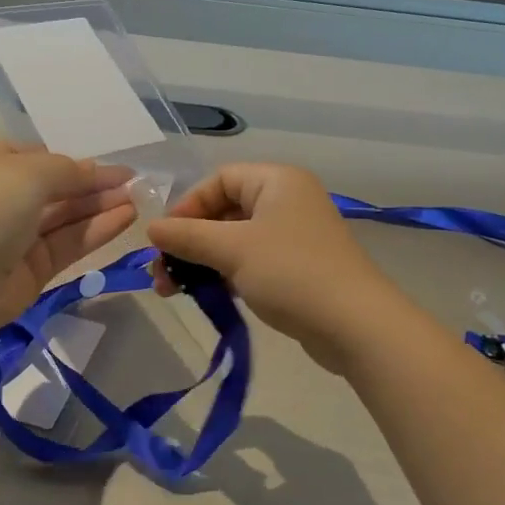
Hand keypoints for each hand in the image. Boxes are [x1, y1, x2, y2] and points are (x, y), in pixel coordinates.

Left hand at [0, 140, 136, 337]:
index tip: (113, 167)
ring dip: (101, 206)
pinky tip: (127, 217)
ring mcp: (15, 236)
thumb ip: (69, 170)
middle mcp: (0, 196)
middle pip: (56, 187)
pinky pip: (68, 243)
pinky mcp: (30, 270)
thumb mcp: (29, 172)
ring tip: (140, 199)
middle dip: (94, 184)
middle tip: (137, 183)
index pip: (38, 156)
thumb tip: (95, 171)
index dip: (75, 162)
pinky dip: (96, 230)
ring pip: (65, 217)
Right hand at [145, 164, 402, 371]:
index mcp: (277, 181)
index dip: (187, 205)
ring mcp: (293, 236)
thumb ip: (187, 236)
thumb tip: (150, 228)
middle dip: (189, 241)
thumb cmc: (290, 272)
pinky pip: (250, 262)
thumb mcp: (232, 250)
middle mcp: (286, 201)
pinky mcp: (296, 268)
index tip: (164, 239)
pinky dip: (225, 274)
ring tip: (171, 291)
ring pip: (234, 240)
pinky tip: (204, 295)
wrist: (354, 325)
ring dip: (201, 261)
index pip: (219, 179)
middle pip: (224, 211)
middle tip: (161, 272)